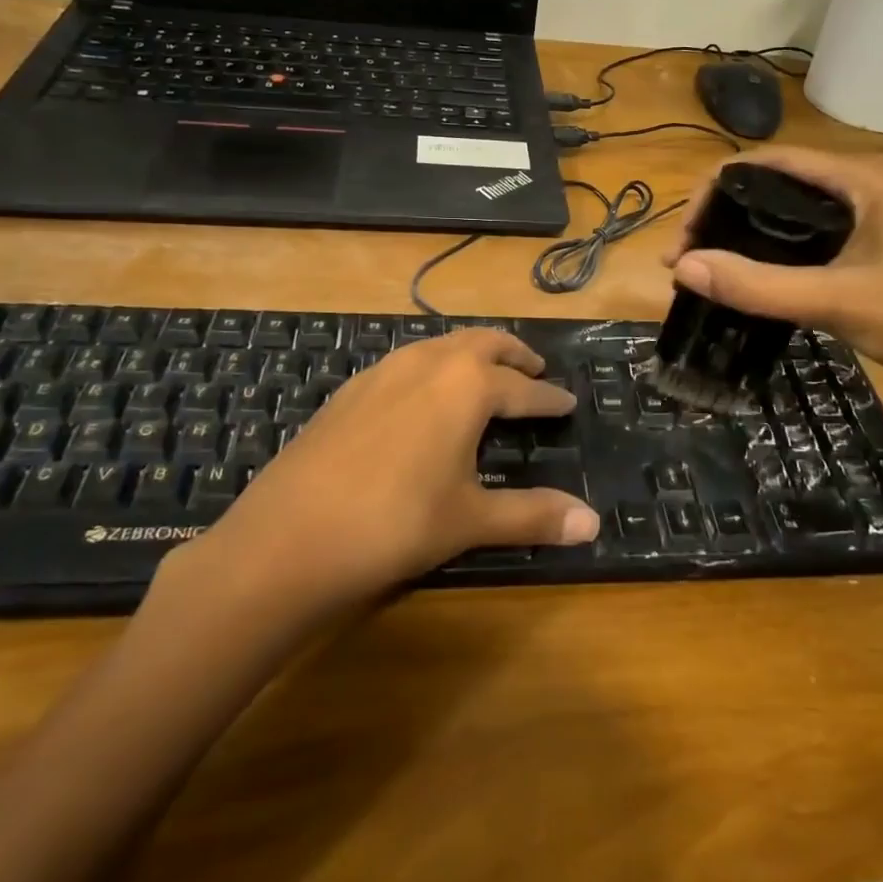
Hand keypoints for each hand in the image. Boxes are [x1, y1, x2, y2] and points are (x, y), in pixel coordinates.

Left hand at [165, 328, 599, 608]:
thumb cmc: (395, 524)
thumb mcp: (470, 520)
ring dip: (470, 354)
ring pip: (440, 346)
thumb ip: (534, 516)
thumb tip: (594, 524)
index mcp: (467, 385)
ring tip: (485, 376)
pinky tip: (422, 397)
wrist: (287, 538)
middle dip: (513, 354)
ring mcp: (383, 371)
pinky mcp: (350, 389)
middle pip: (482, 344)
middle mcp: (428, 363)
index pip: (523, 387)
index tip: (568, 401)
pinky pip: (406, 362)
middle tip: (534, 369)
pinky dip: (431, 367)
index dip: (549, 397)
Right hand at [663, 147, 882, 405]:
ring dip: (740, 231)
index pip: (765, 161)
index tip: (685, 237)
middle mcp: (859, 180)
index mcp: (859, 176)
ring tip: (705, 265)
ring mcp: (864, 209)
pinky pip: (800, 230)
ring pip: (783, 207)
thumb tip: (683, 267)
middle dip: (721, 213)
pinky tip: (745, 273)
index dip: (714, 191)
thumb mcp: (834, 301)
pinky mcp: (864, 238)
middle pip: (770, 180)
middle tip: (687, 257)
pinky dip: (766, 247)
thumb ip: (758, 285)